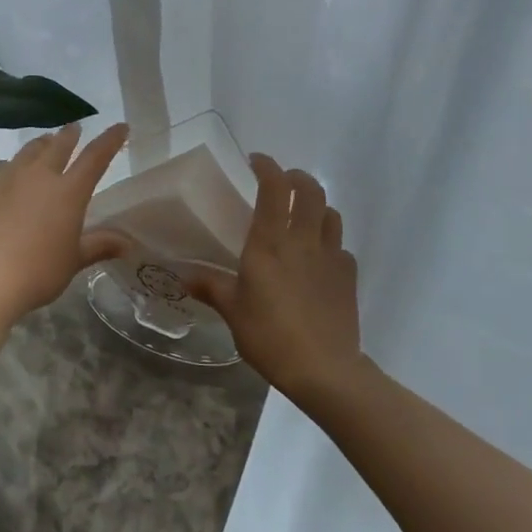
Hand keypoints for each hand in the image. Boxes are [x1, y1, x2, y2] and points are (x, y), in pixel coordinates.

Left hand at [0, 122, 131, 321]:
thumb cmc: (39, 272)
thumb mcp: (74, 260)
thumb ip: (100, 245)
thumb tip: (127, 243)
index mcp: (69, 191)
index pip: (95, 157)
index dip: (110, 140)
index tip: (120, 127)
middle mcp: (40, 175)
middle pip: (59, 145)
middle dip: (70, 135)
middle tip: (75, 129)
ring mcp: (8, 178)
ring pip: (29, 150)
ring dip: (42, 144)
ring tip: (45, 143)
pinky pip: (1, 167)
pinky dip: (12, 165)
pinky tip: (9, 172)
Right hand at [189, 155, 364, 402]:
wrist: (323, 369)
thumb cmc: (269, 336)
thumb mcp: (232, 311)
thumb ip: (210, 287)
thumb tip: (182, 276)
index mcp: (271, 242)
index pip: (274, 187)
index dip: (267, 166)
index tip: (256, 161)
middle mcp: (303, 240)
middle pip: (310, 190)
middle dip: (297, 178)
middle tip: (282, 183)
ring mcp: (331, 256)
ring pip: (330, 213)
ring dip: (316, 206)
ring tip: (302, 216)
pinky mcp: (348, 276)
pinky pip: (341, 246)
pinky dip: (329, 242)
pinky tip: (318, 259)